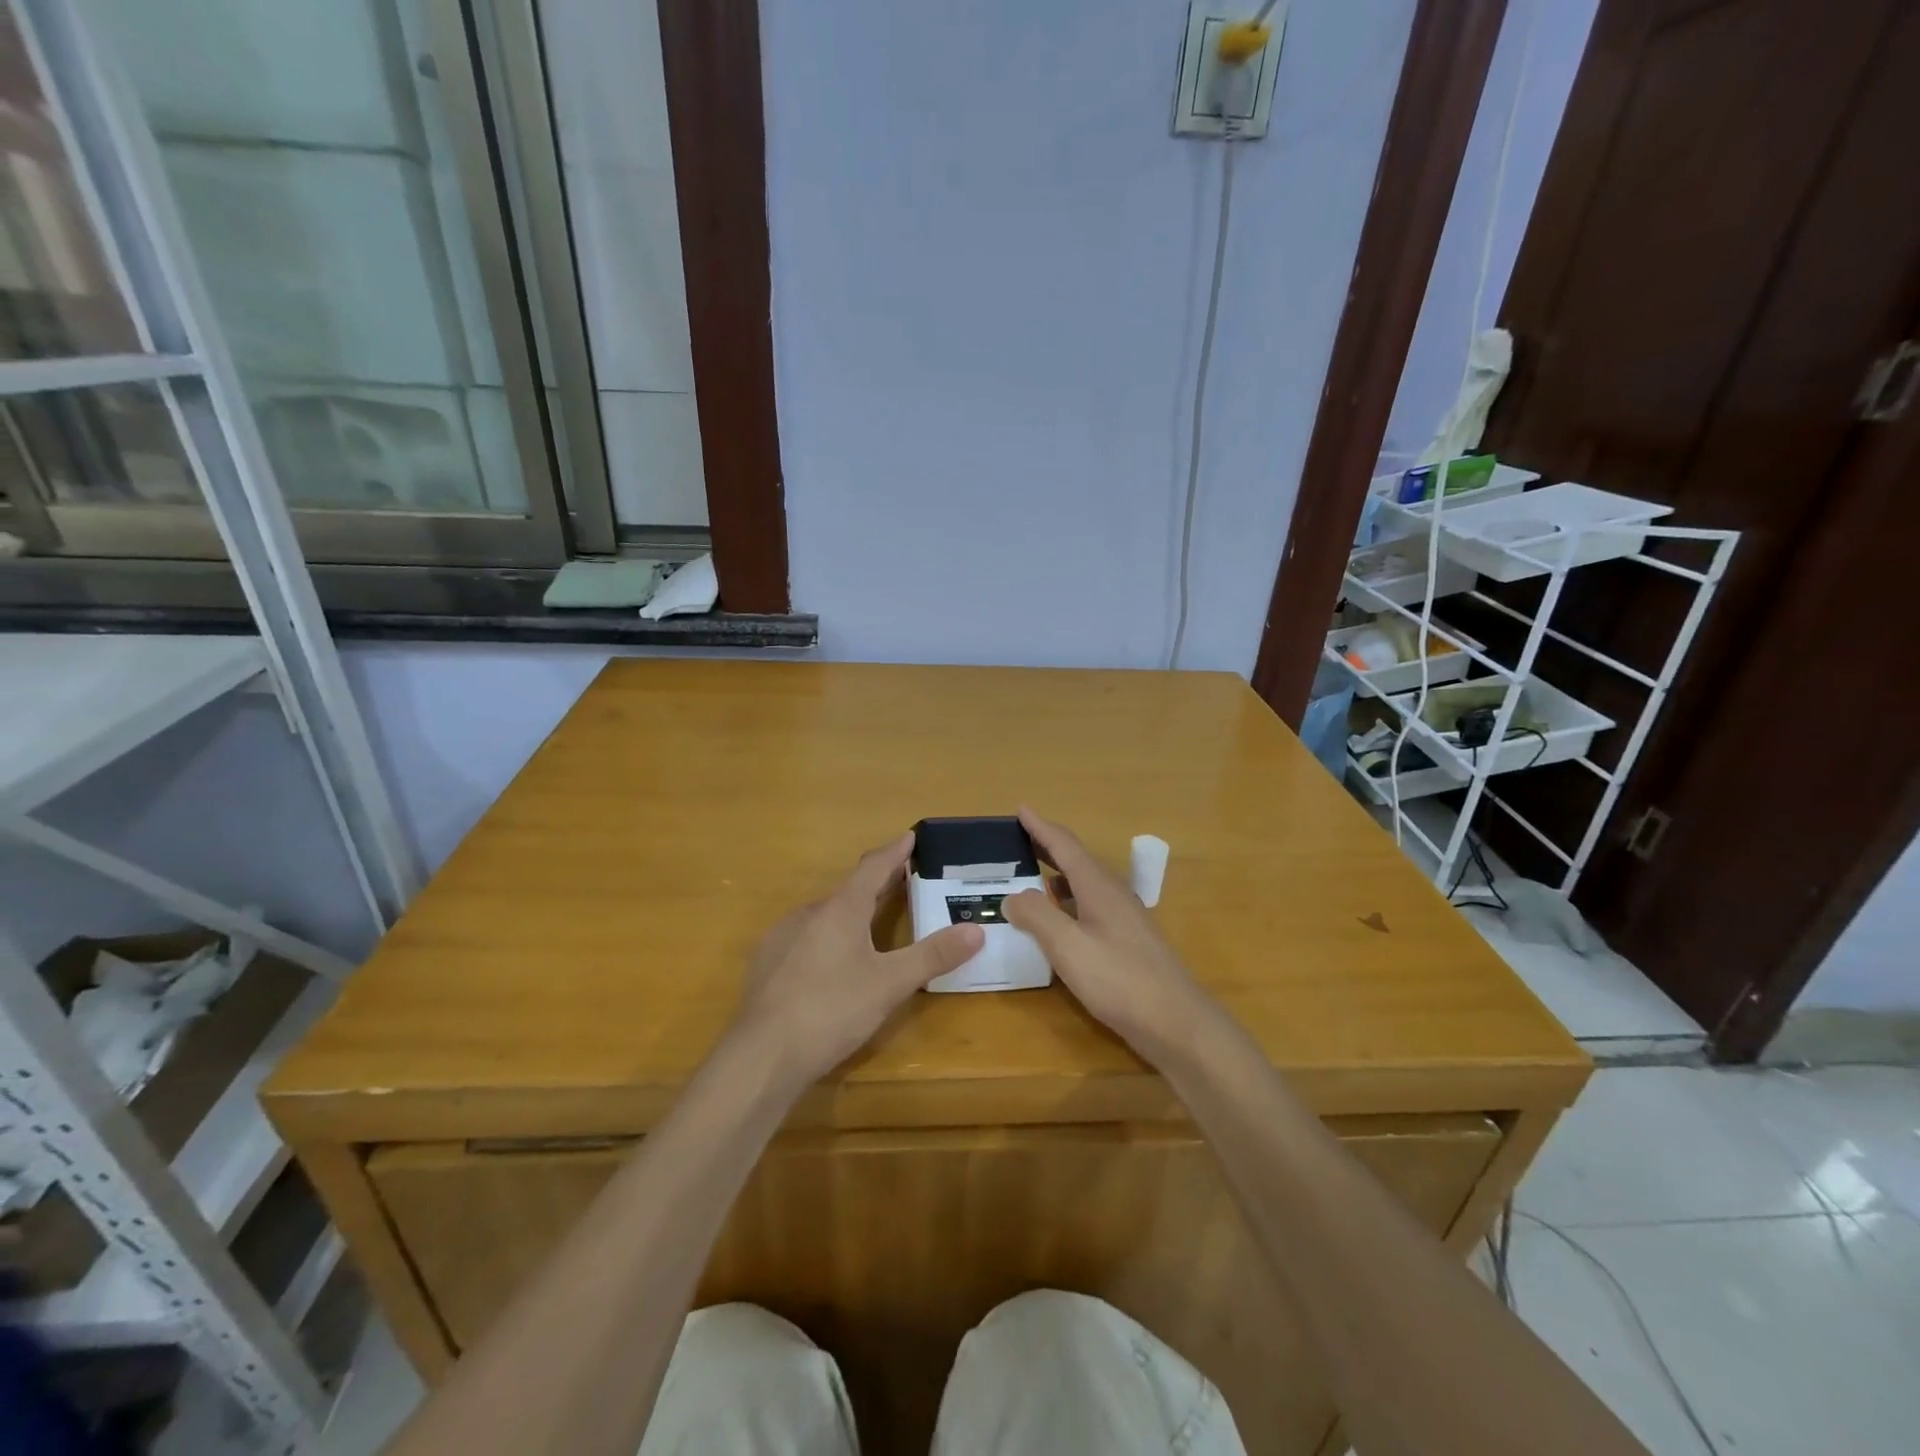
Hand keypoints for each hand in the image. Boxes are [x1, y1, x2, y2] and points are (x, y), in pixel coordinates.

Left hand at [730, 833, 983, 1087]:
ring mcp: (782, 937)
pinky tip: (833, 959)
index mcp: (841, 909)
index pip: (873, 867)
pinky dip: (828, 934)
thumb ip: (933, 956)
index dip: (895, 851)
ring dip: (852, 910)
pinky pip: (806, 936)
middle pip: (850, 888)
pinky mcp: (767, 963)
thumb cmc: (831, 1010)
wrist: (761, 1055)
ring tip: (872, 919)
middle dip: (878, 882)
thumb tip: (976, 931)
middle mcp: (809, 913)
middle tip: (904, 877)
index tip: (910, 836)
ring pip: (825, 914)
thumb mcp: (890, 984)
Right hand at [1002, 808, 1212, 1064]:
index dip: (1041, 827)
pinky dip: (1068, 902)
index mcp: (1099, 887)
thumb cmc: (1120, 980)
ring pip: (1085, 885)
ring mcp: (1124, 919)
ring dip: (1057, 876)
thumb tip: (1013, 896)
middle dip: (1048, 847)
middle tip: (1019, 839)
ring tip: (1030, 877)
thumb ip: (1038, 916)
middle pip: (1077, 861)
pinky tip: (1058, 921)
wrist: (1177, 1023)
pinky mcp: (1128, 942)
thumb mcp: (1069, 947)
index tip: (1021, 809)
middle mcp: (1113, 894)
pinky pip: (1090, 907)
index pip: (1065, 846)